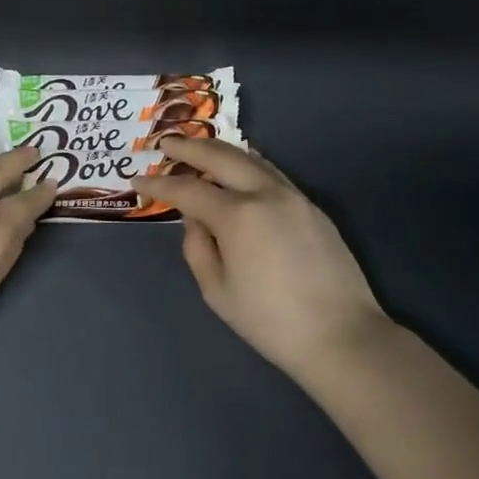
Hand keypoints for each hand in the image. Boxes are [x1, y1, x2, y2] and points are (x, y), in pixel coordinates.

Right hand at [133, 138, 391, 384]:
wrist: (341, 335)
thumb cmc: (270, 321)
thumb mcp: (217, 291)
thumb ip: (198, 248)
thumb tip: (196, 220)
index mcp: (237, 215)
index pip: (188, 190)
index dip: (159, 183)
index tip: (137, 178)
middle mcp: (266, 194)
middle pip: (222, 157)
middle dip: (190, 147)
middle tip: (166, 143)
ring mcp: (294, 197)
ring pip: (252, 159)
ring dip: (221, 151)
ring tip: (199, 150)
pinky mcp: (313, 208)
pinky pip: (273, 173)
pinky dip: (248, 164)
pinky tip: (239, 170)